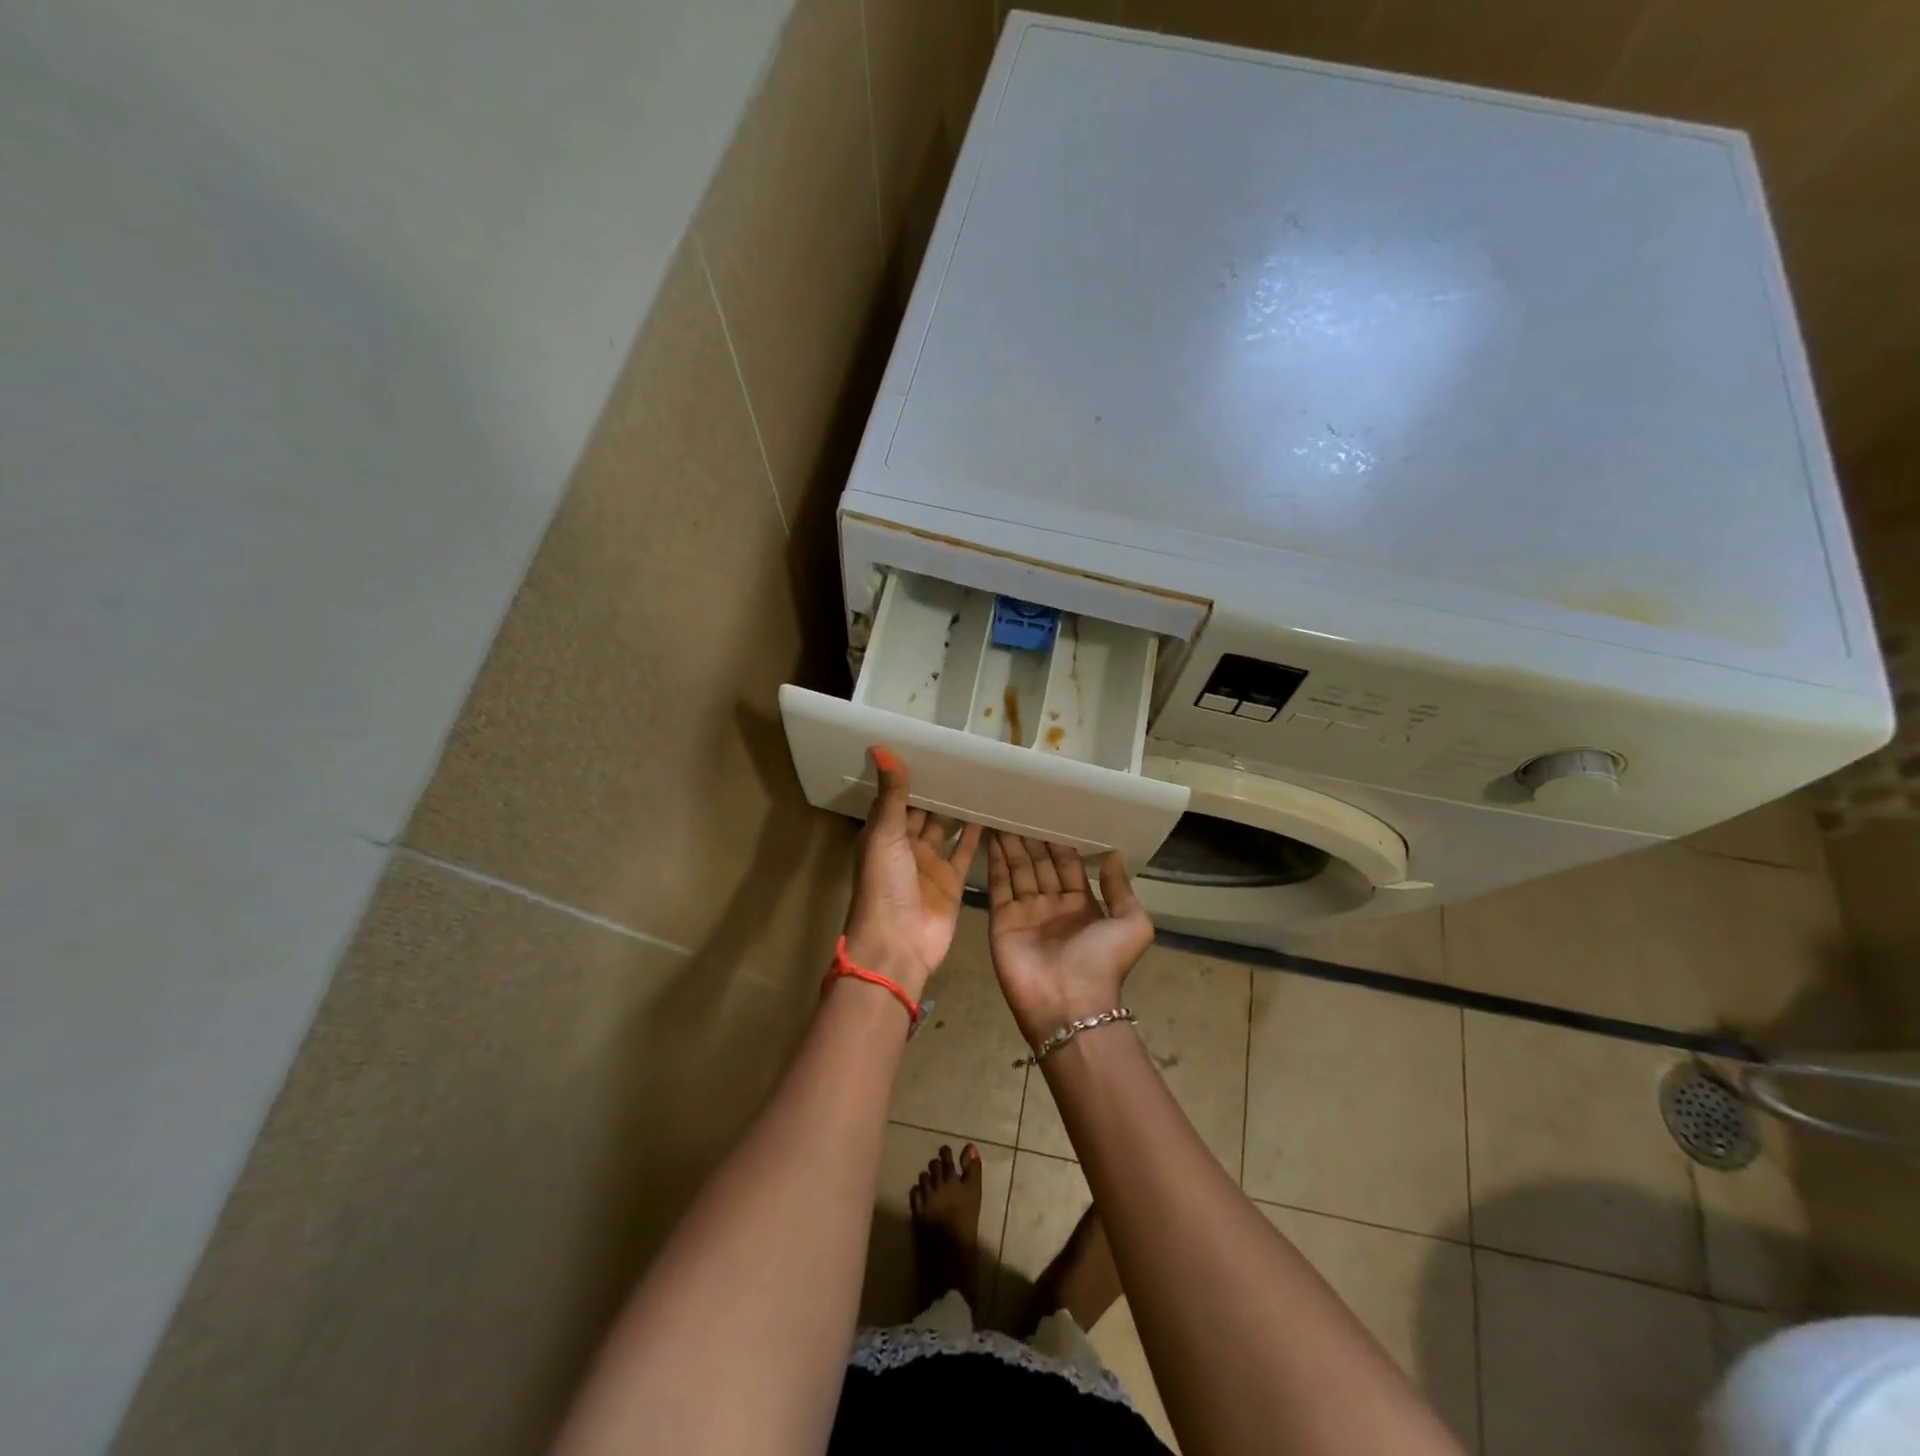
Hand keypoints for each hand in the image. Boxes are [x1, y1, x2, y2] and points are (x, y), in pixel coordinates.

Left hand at [842, 747, 982, 999]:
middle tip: (964, 757)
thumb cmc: (884, 885)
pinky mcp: (953, 880)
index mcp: (883, 834)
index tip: (932, 747)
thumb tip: (881, 747)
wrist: (898, 944)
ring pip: (947, 828)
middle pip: (924, 811)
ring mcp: (931, 864)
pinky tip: (992, 811)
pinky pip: (966, 851)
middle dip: (939, 789)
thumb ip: (891, 794)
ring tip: (981, 778)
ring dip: (959, 808)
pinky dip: (977, 834)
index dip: (911, 775)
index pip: (897, 797)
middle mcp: (907, 846)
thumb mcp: (884, 834)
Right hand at [986, 834, 1154, 1045]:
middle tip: (1022, 807)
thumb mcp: (1132, 925)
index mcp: (1081, 905)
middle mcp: (1052, 904)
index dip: (1060, 843)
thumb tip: (1115, 855)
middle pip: (1040, 864)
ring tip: (1005, 814)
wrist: (1069, 1004)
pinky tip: (992, 837)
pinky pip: (999, 885)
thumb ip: (1120, 890)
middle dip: (1032, 839)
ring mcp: (1025, 912)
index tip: (1052, 814)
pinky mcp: (1003, 919)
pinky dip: (995, 861)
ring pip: (1018, 869)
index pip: (1068, 865)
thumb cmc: (1103, 963)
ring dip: (1012, 844)